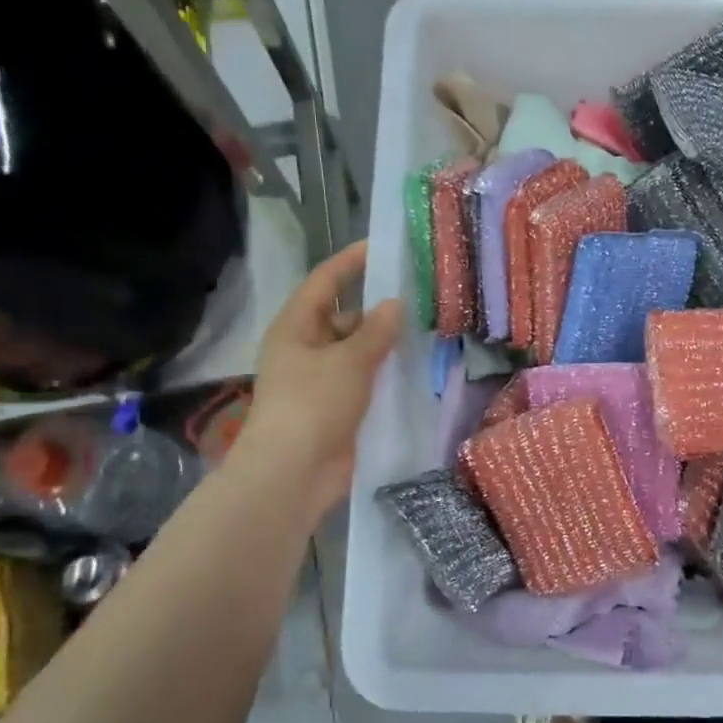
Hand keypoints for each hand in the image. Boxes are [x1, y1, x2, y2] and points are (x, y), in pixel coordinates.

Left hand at [235, 240, 402, 520]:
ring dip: (386, 344)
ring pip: (359, 351)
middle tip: (421, 299)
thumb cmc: (313, 405)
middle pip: (345, 317)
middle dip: (379, 309)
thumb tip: (395, 304)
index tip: (382, 248)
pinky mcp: (338, 407)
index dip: (351, 263)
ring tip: (429, 331)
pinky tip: (418, 369)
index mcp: (296, 327)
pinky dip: (386, 373)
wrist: (293, 474)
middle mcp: (306, 348)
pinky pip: (366, 380)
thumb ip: (376, 331)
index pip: (325, 282)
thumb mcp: (349, 361)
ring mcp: (322, 380)